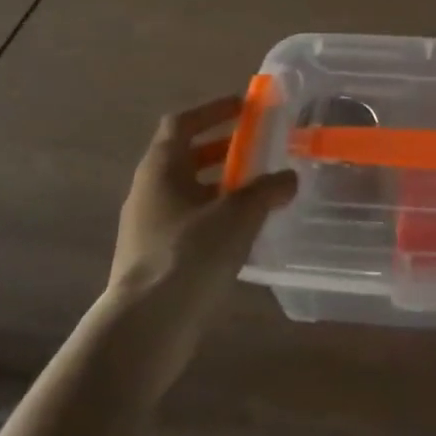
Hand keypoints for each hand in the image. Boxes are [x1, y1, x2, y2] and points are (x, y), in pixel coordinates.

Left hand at [108, 95, 296, 306]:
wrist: (146, 328)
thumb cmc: (190, 254)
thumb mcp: (239, 214)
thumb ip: (267, 189)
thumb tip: (289, 177)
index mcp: (161, 168)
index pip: (181, 123)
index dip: (212, 110)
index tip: (244, 107)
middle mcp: (149, 192)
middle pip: (186, 157)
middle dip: (222, 148)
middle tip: (258, 148)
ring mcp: (148, 228)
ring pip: (188, 192)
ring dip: (221, 185)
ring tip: (259, 190)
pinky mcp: (155, 259)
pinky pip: (189, 223)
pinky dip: (216, 217)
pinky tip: (244, 232)